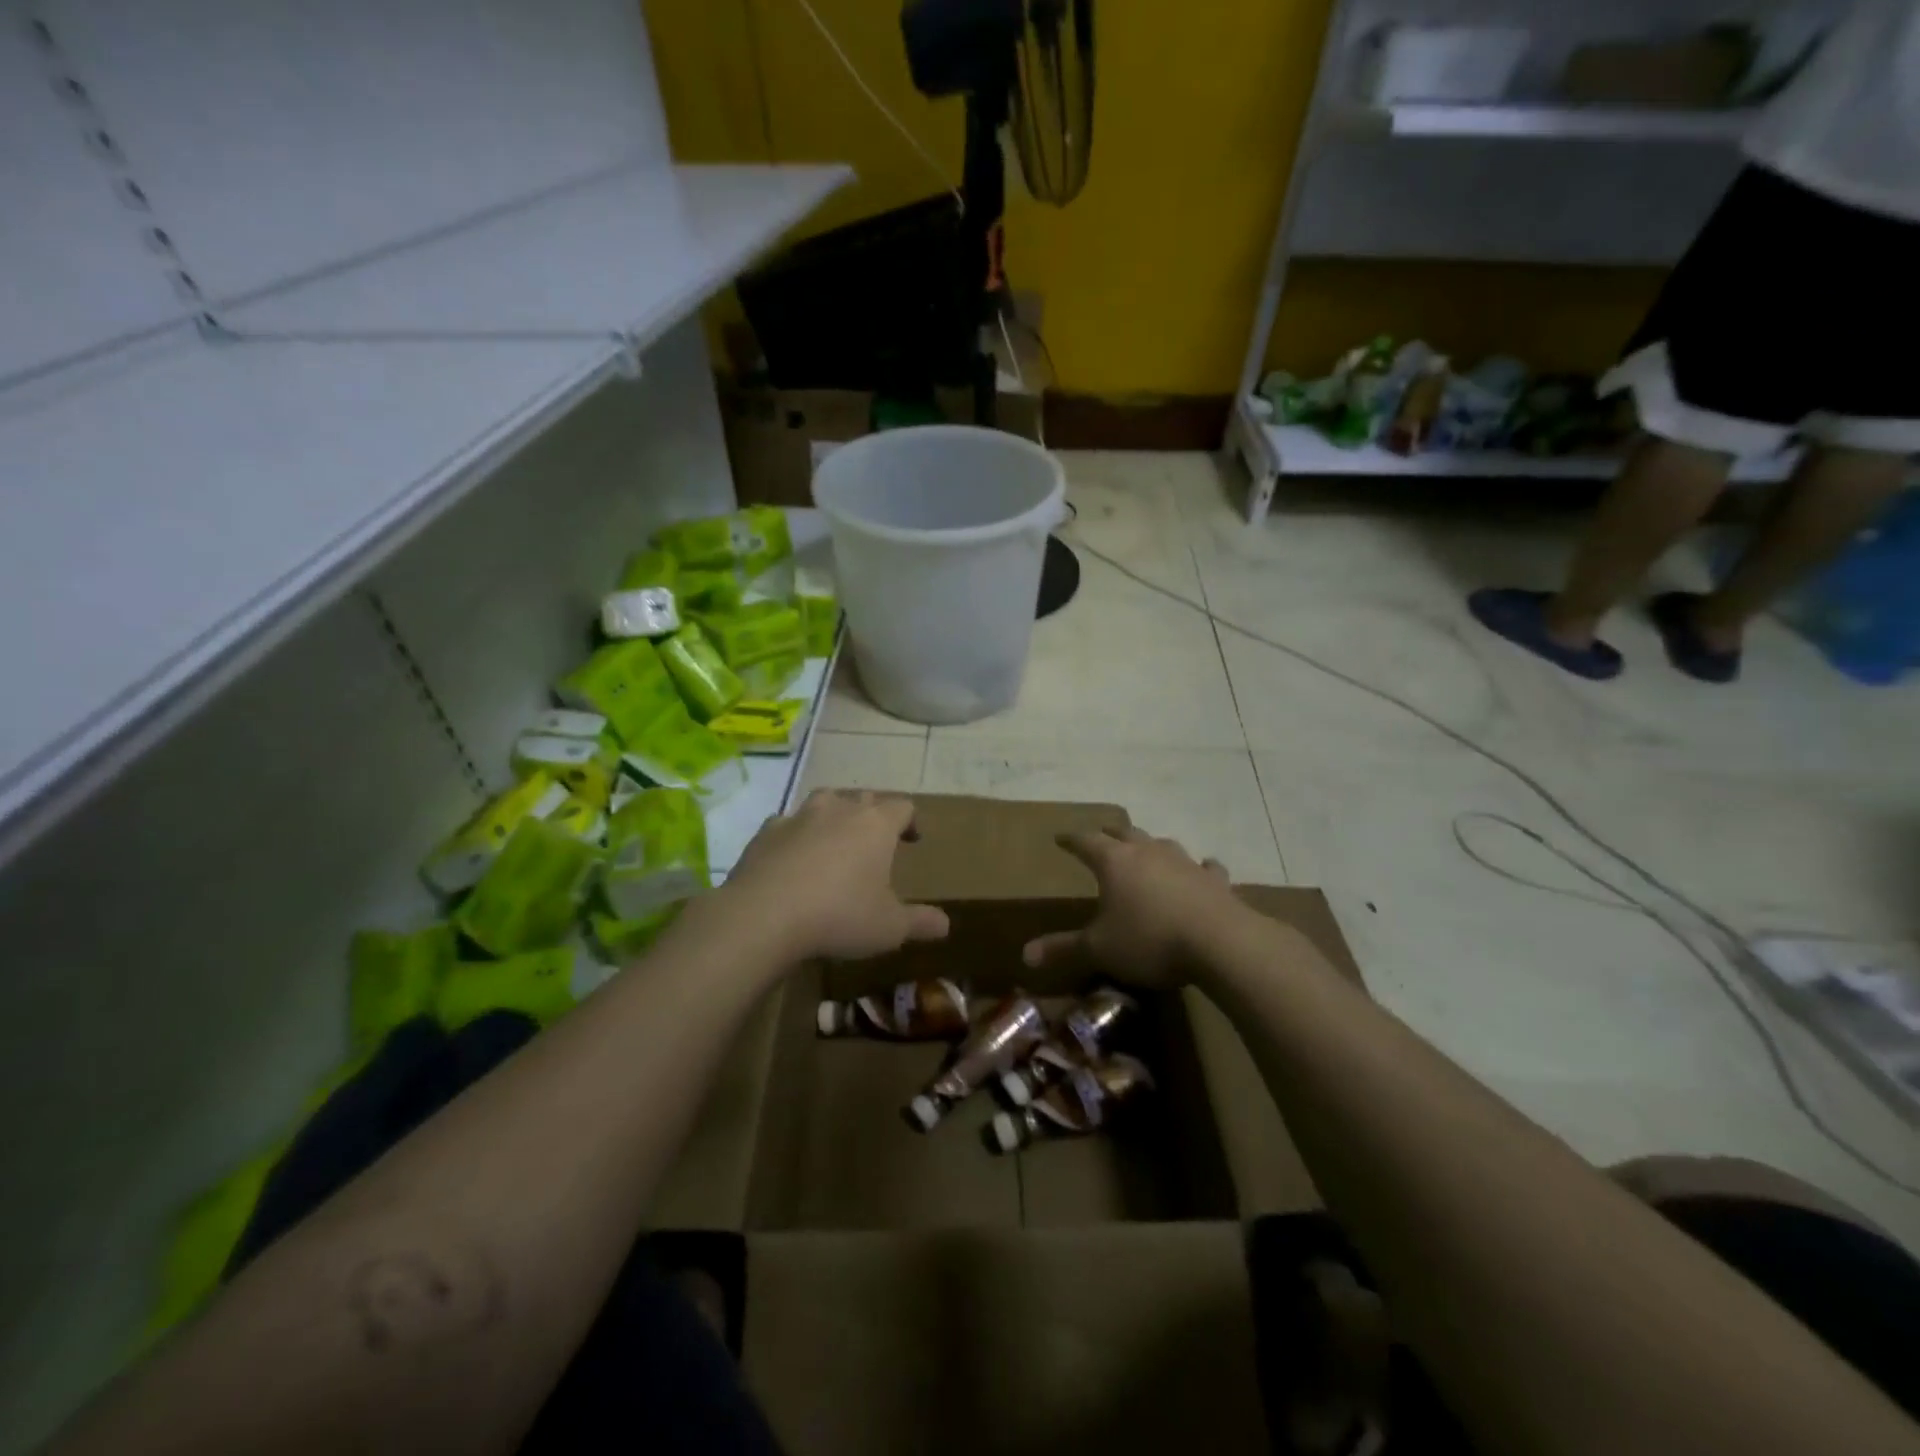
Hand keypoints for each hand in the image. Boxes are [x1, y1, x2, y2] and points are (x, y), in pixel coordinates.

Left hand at [722, 791, 949, 961]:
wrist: (764, 915)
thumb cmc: (840, 915)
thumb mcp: (890, 927)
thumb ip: (920, 922)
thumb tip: (945, 924)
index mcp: (876, 825)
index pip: (903, 806)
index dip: (911, 820)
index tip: (912, 840)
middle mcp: (840, 810)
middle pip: (864, 798)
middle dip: (873, 815)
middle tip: (875, 842)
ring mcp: (799, 817)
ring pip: (825, 801)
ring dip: (834, 815)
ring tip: (835, 840)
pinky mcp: (766, 832)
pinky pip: (787, 823)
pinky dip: (795, 834)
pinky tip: (793, 857)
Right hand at [1022, 828, 1242, 987]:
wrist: (1219, 942)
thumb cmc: (1149, 940)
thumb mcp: (1099, 949)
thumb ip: (1063, 949)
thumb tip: (1025, 955)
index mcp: (1114, 862)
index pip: (1085, 842)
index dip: (1071, 840)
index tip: (1060, 837)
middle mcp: (1147, 852)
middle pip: (1124, 834)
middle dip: (1109, 835)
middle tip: (1100, 837)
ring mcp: (1184, 862)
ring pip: (1162, 844)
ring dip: (1151, 846)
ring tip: (1145, 851)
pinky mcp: (1214, 880)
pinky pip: (1205, 867)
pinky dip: (1199, 868)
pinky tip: (1203, 868)